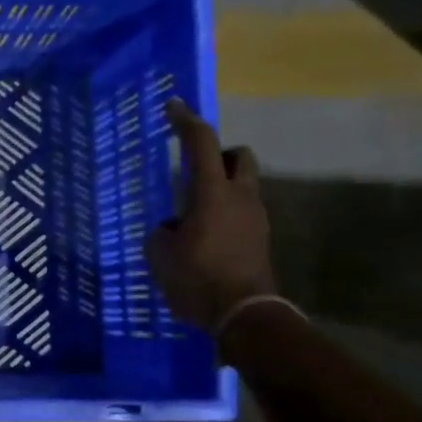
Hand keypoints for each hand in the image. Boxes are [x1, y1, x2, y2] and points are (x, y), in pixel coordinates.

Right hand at [145, 100, 277, 332]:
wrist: (244, 315)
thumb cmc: (197, 279)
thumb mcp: (161, 255)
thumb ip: (162, 233)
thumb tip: (171, 229)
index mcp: (212, 193)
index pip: (201, 144)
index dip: (186, 121)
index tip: (173, 107)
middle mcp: (240, 197)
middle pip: (238, 156)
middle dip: (218, 155)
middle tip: (193, 171)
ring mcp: (255, 219)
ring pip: (242, 186)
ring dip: (220, 188)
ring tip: (192, 214)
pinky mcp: (260, 240)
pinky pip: (241, 213)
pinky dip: (224, 214)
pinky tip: (204, 238)